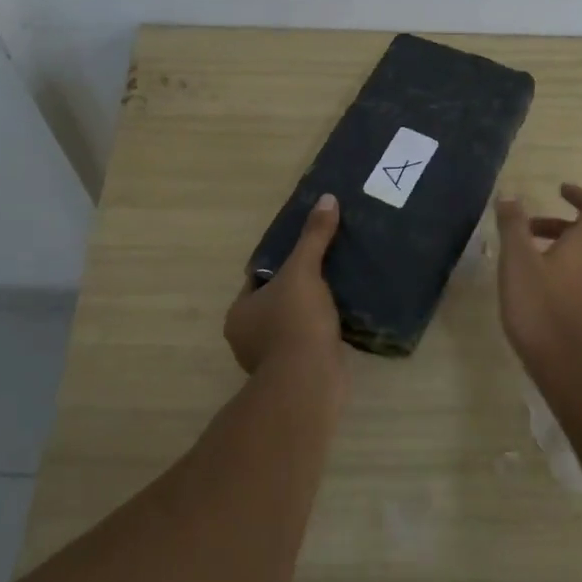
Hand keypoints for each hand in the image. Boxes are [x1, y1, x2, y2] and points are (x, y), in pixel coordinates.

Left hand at [224, 193, 344, 376]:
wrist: (310, 382)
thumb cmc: (295, 322)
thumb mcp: (304, 270)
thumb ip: (314, 237)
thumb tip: (327, 199)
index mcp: (240, 313)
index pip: (257, 279)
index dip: (279, 263)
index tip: (303, 253)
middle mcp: (248, 337)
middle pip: (275, 301)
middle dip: (297, 288)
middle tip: (325, 267)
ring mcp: (271, 359)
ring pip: (292, 324)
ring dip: (310, 312)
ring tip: (339, 290)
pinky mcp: (296, 374)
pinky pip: (308, 343)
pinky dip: (321, 332)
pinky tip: (342, 319)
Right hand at [495, 183, 581, 368]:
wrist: (569, 368)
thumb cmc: (541, 307)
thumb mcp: (518, 261)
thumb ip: (513, 226)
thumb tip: (510, 196)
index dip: (578, 195)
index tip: (559, 189)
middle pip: (581, 234)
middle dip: (553, 225)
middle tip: (524, 229)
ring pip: (576, 259)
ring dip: (551, 250)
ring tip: (519, 262)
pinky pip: (574, 281)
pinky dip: (554, 273)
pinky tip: (529, 291)